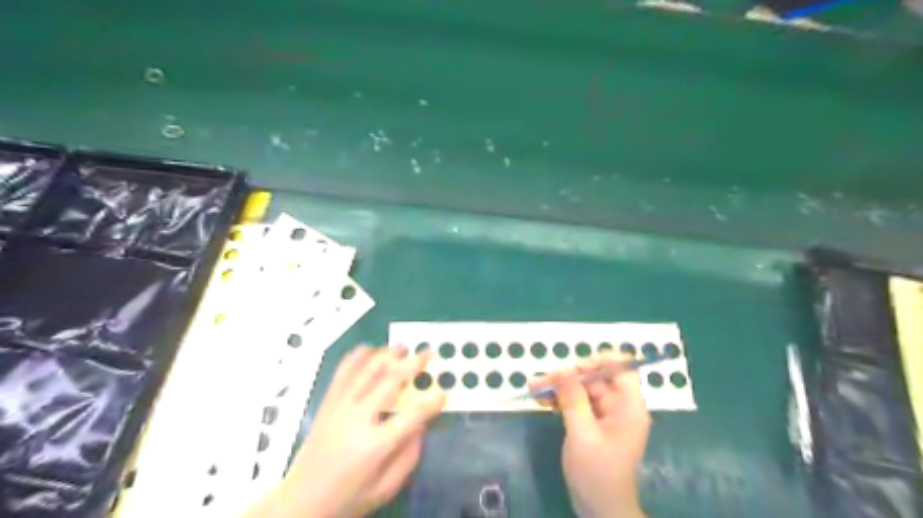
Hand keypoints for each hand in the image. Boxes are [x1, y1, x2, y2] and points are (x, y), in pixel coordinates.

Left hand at [244, 344, 447, 517]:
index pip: (412, 416)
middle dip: (413, 364)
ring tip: (403, 346)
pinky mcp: (328, 403)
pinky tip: (369, 348)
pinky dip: (357, 357)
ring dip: (387, 354)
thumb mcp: (386, 487)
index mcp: (375, 445)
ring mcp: (340, 407)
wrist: (301, 502)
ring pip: (366, 370)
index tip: (444, 393)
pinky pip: (342, 372)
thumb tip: (421, 424)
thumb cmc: (348, 497)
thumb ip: (409, 455)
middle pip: (390, 381)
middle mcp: (357, 419)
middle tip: (428, 352)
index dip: (432, 403)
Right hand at [531, 353, 651, 517]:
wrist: (598, 509)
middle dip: (568, 376)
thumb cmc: (597, 472)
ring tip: (534, 387)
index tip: (574, 366)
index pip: (622, 369)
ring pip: (582, 389)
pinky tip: (540, 399)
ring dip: (559, 386)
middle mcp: (618, 406)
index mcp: (628, 406)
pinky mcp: (591, 423)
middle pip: (596, 378)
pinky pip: (576, 402)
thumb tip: (562, 369)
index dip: (600, 360)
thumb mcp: (582, 433)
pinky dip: (559, 399)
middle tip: (543, 380)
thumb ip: (573, 399)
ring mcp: (604, 415)